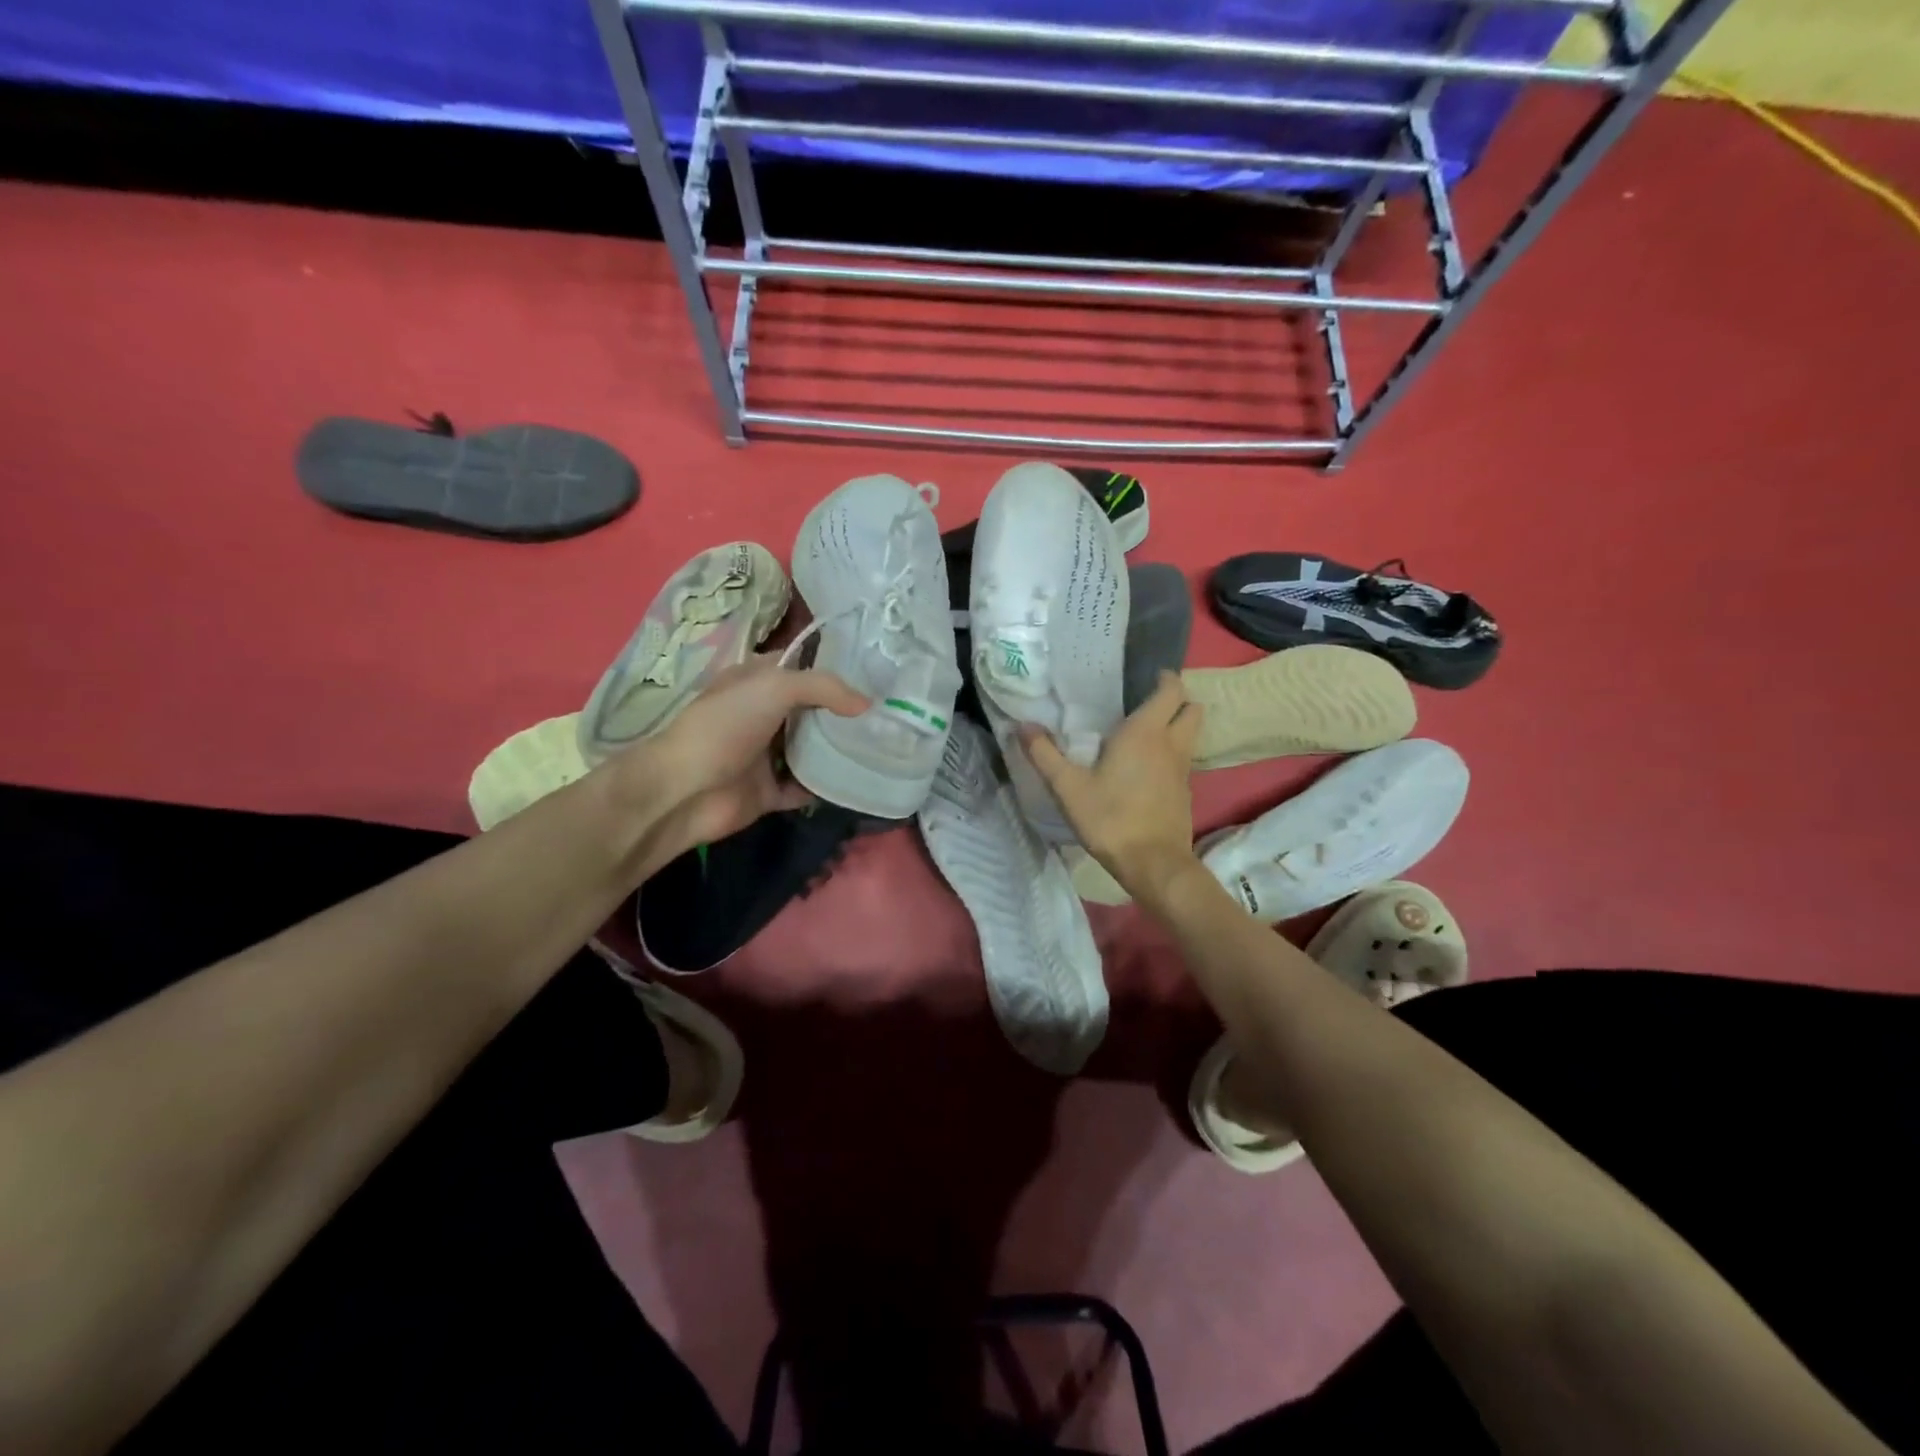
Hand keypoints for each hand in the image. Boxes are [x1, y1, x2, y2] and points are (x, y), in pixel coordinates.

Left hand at [616, 655, 867, 862]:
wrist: (685, 791)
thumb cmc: (724, 726)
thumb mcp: (774, 687)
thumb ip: (823, 687)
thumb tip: (867, 704)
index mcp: (755, 682)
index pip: (799, 666)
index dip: (833, 667)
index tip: (873, 674)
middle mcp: (761, 715)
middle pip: (811, 709)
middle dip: (843, 712)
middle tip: (888, 713)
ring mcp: (764, 755)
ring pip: (811, 749)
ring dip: (839, 750)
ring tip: (882, 746)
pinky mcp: (768, 791)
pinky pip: (805, 787)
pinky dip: (826, 787)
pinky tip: (857, 781)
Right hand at [1019, 672, 1204, 901]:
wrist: (1153, 863)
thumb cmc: (1110, 818)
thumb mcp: (1068, 787)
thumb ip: (1044, 754)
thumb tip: (1022, 726)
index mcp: (1145, 732)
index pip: (1171, 690)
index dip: (1164, 678)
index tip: (1146, 677)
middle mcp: (1171, 743)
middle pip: (1192, 708)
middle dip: (1177, 700)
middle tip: (1147, 703)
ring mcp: (1183, 768)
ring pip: (1191, 734)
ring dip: (1177, 726)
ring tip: (1145, 733)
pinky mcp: (1186, 792)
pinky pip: (1184, 759)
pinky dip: (1173, 754)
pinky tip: (1147, 768)